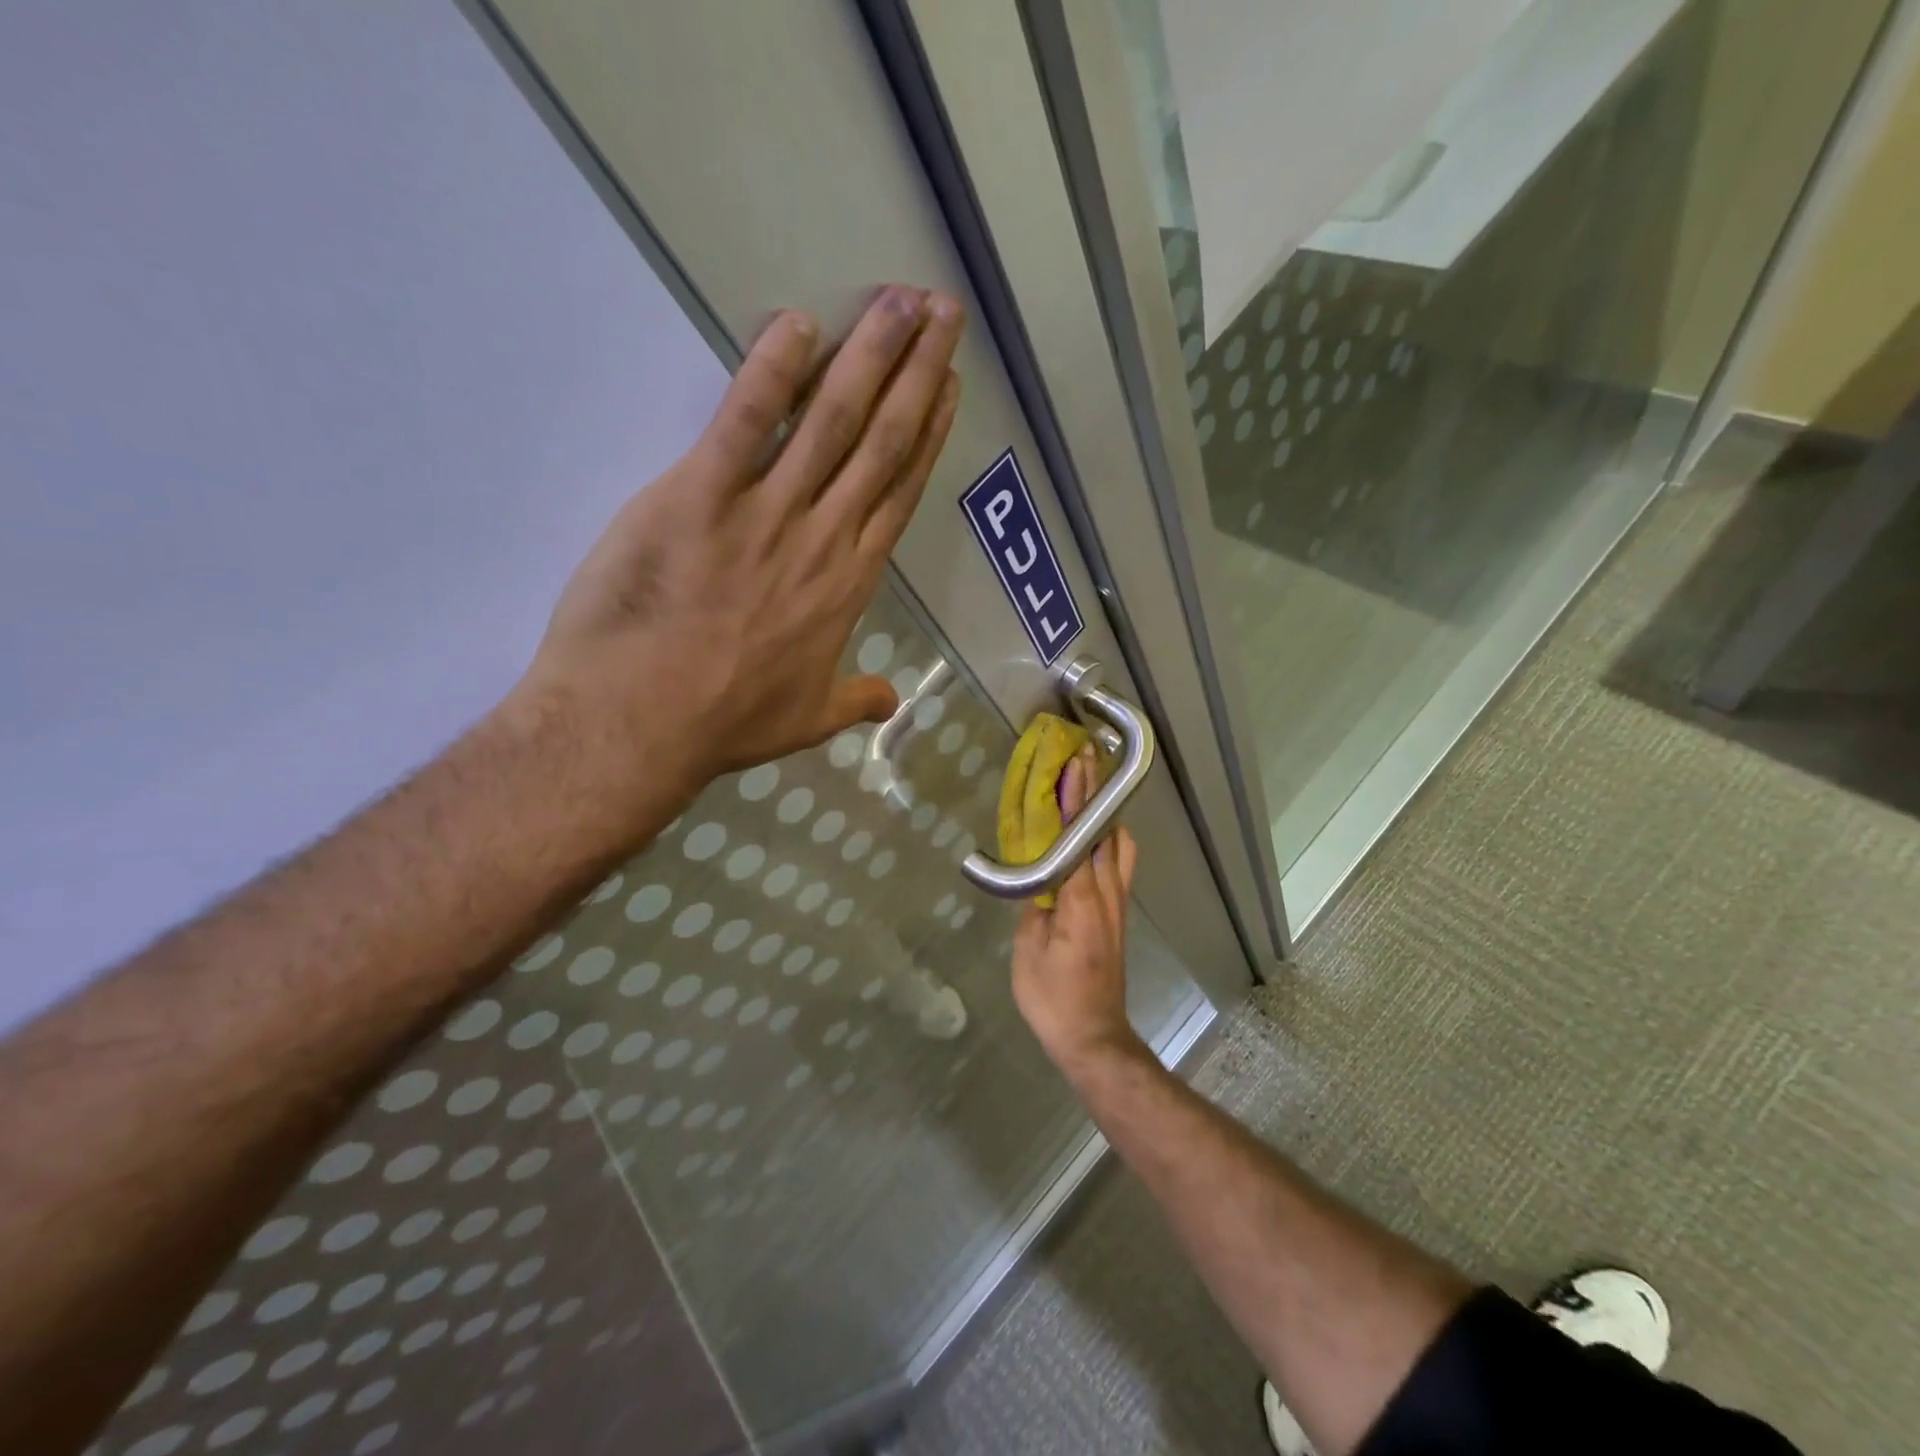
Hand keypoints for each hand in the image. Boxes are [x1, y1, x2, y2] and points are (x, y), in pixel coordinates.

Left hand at [519, 285, 964, 808]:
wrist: (640, 724)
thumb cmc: (726, 723)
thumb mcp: (808, 720)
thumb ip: (855, 700)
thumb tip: (891, 701)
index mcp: (847, 584)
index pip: (899, 493)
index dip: (928, 435)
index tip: (949, 387)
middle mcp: (822, 538)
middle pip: (881, 442)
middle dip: (918, 373)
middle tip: (944, 314)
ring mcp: (765, 514)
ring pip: (831, 421)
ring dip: (870, 355)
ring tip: (901, 301)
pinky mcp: (699, 497)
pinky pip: (743, 422)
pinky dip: (769, 372)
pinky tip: (797, 325)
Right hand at [1011, 750, 1144, 1074]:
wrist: (1093, 1036)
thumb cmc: (1053, 996)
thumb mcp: (1028, 949)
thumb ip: (1034, 905)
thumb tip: (1037, 876)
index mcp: (1081, 899)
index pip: (1079, 836)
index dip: (1077, 798)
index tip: (1076, 762)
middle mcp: (1107, 894)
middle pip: (1107, 832)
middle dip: (1097, 794)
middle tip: (1085, 760)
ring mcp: (1118, 905)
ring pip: (1120, 847)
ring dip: (1105, 815)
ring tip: (1087, 792)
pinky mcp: (1118, 916)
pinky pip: (1117, 865)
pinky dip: (1106, 839)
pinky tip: (1088, 838)